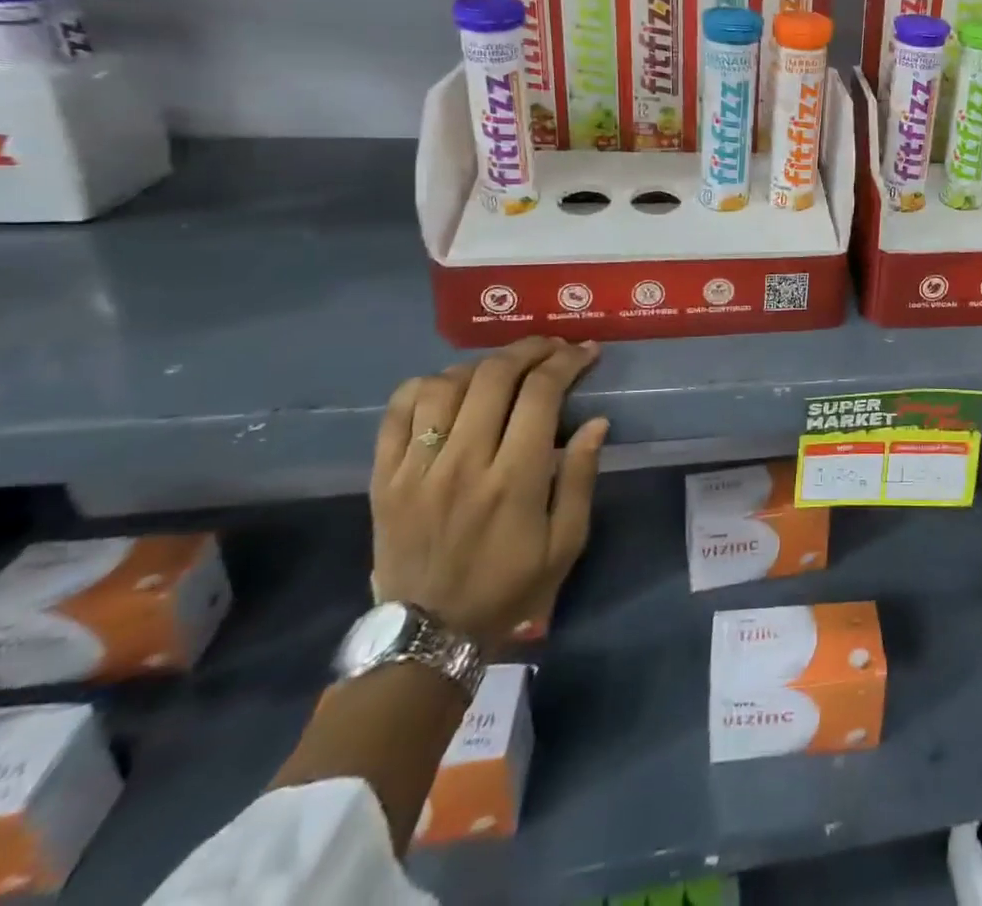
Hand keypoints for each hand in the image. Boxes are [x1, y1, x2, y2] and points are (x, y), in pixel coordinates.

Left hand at [371, 337, 608, 643]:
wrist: (428, 635)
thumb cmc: (510, 586)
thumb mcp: (566, 543)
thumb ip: (582, 478)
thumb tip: (597, 422)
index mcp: (515, 479)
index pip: (541, 394)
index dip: (567, 361)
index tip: (586, 351)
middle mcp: (464, 463)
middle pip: (495, 376)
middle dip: (530, 349)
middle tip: (551, 347)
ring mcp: (417, 469)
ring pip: (445, 385)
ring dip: (481, 366)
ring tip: (503, 369)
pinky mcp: (384, 478)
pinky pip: (397, 412)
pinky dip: (424, 386)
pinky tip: (447, 386)